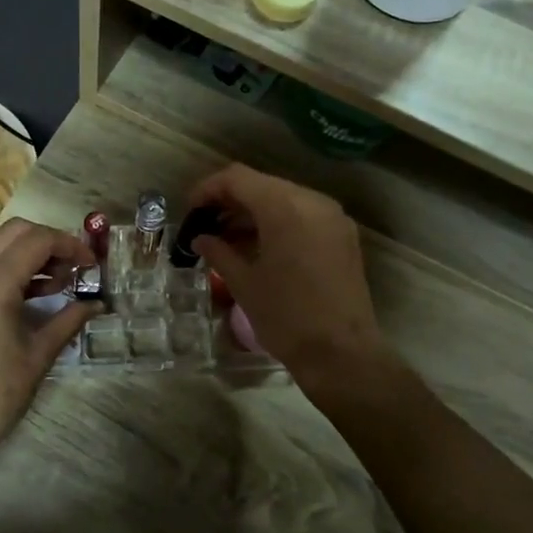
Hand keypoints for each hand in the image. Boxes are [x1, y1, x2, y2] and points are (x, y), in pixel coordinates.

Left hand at [0, 219, 95, 467]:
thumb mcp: (39, 355)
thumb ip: (69, 320)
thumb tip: (97, 303)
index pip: (37, 241)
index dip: (70, 245)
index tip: (92, 265)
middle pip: (15, 231)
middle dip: (50, 241)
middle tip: (75, 268)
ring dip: (30, 253)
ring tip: (60, 283)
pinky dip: (10, 268)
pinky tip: (33, 295)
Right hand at [185, 165, 390, 391]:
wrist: (341, 353)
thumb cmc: (286, 317)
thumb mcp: (244, 283)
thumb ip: (218, 252)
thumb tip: (201, 239)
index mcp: (285, 207)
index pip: (237, 178)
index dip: (208, 189)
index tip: (190, 211)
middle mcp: (312, 201)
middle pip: (261, 184)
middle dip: (230, 201)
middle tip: (205, 225)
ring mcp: (332, 217)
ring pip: (283, 199)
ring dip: (253, 212)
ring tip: (226, 239)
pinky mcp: (342, 236)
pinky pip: (303, 215)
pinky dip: (277, 223)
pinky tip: (258, 247)